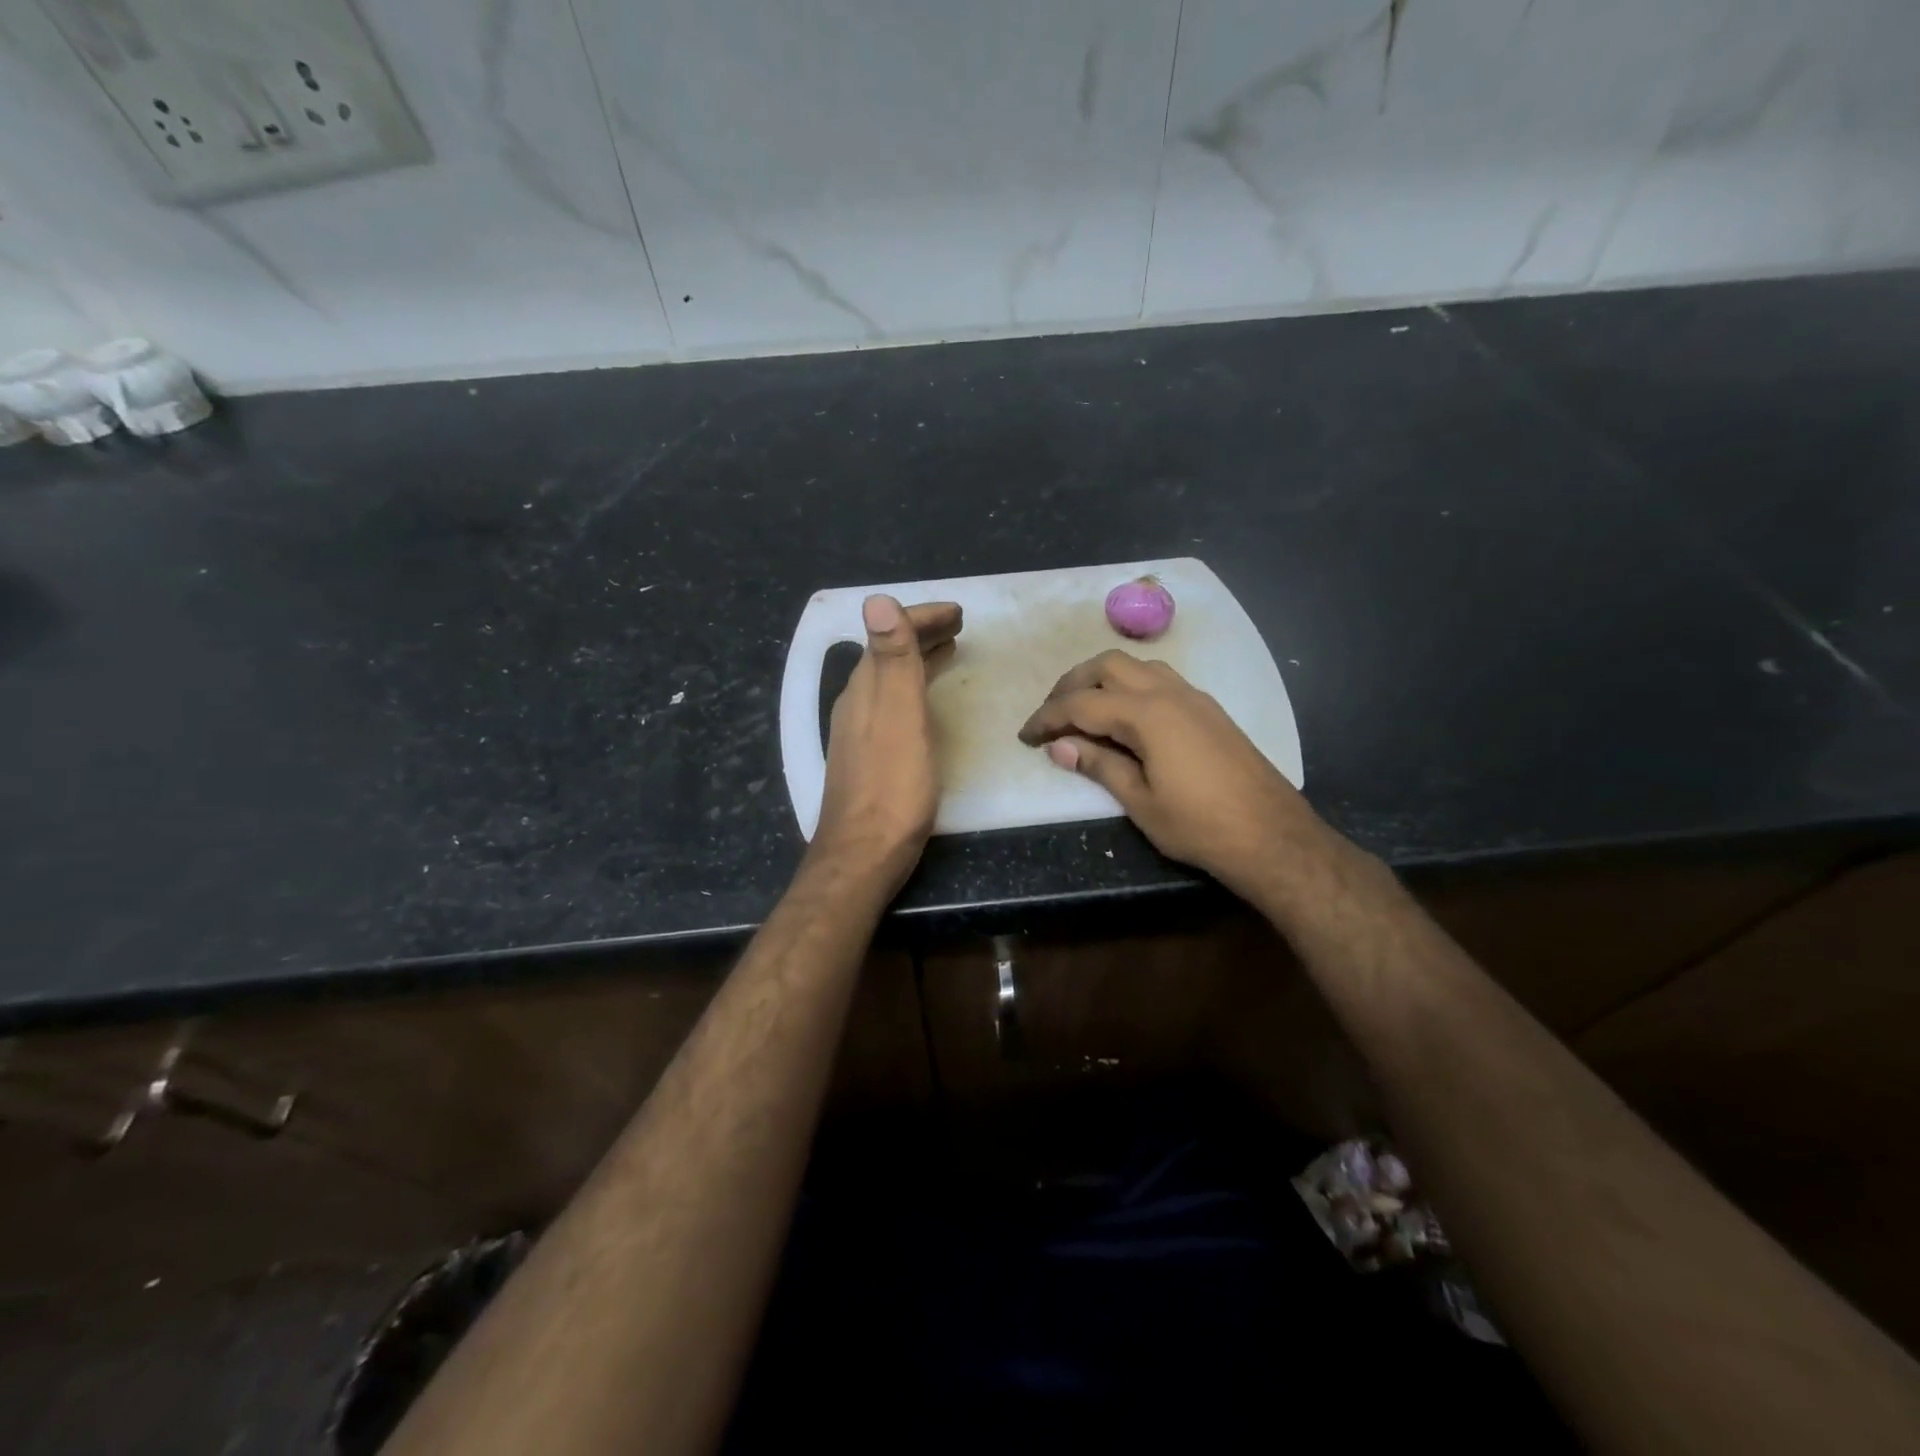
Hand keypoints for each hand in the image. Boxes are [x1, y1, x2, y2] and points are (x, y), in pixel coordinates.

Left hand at [811, 595, 961, 893]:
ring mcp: (860, 730)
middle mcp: (857, 702)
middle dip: (921, 632)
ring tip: (949, 650)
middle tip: (958, 624)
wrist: (864, 852)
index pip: (889, 634)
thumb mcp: (899, 717)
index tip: (958, 612)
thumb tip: (877, 599)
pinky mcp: (869, 754)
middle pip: (888, 653)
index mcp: (865, 688)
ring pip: (890, 679)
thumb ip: (892, 660)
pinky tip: (926, 701)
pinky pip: (893, 703)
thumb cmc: (892, 786)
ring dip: (918, 658)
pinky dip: (914, 687)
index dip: (921, 616)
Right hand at [1017, 650, 1324, 902]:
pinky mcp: (1208, 709)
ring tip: (1084, 710)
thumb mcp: (1140, 801)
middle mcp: (1169, 692)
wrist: (1272, 835)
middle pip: (1107, 665)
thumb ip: (1099, 766)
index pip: (1081, 704)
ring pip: (1136, 666)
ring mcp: (1193, 696)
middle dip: (1071, 684)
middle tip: (1052, 715)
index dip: (1047, 718)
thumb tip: (1060, 747)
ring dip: (1103, 679)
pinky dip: (1130, 686)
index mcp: (1147, 714)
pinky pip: (1159, 679)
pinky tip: (1126, 716)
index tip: (1025, 735)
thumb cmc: (1199, 825)